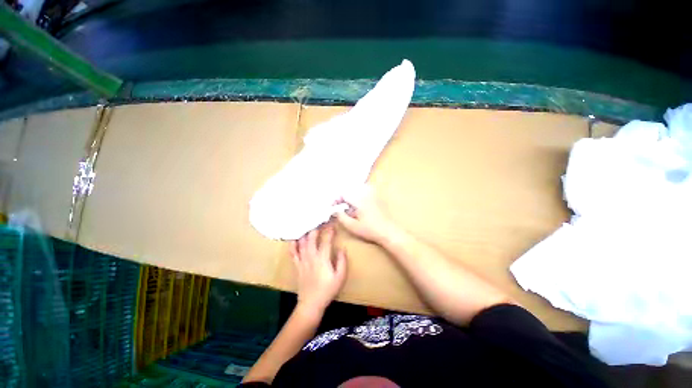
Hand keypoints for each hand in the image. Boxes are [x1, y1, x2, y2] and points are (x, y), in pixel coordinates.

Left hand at [291, 227, 346, 312]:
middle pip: (311, 238)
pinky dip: (292, 244)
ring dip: (305, 233)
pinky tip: (294, 239)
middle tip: (320, 223)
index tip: (332, 225)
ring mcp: (302, 260)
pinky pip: (292, 252)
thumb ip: (342, 261)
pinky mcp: (297, 265)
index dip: (329, 231)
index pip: (326, 240)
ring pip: (302, 243)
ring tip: (308, 227)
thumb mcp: (340, 277)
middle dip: (316, 228)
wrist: (311, 303)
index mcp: (322, 258)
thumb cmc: (328, 290)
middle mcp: (311, 256)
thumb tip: (342, 249)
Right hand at [335, 187, 395, 243]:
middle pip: (350, 188)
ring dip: (351, 193)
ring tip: (348, 203)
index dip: (337, 199)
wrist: (389, 231)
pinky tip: (359, 202)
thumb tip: (336, 210)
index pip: (344, 193)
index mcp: (359, 200)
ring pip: (358, 187)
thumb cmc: (370, 230)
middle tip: (340, 205)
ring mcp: (373, 194)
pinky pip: (366, 189)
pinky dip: (359, 192)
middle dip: (343, 196)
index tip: (333, 206)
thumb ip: (341, 217)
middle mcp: (366, 193)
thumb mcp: (352, 226)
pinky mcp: (377, 196)